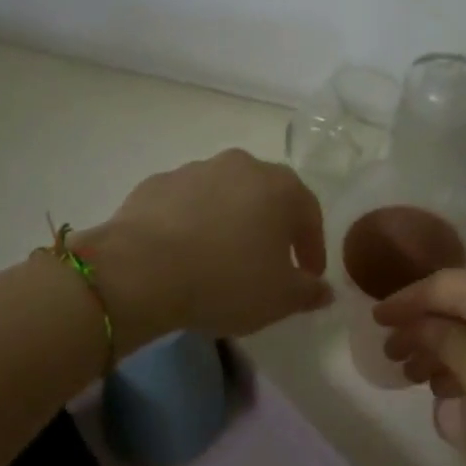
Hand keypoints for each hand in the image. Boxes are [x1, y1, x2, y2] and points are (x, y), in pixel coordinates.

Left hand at [75, 150, 333, 349]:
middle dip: (271, 228)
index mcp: (280, 186)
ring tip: (219, 260)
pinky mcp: (157, 182)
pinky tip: (182, 253)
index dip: (312, 247)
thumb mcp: (279, 299)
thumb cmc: (226, 280)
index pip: (309, 213)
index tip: (307, 275)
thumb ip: (308, 292)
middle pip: (266, 196)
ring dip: (229, 222)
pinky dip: (191, 223)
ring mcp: (196, 169)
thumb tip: (324, 289)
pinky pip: (186, 203)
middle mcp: (242, 166)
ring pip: (224, 195)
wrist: (142, 269)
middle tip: (267, 264)